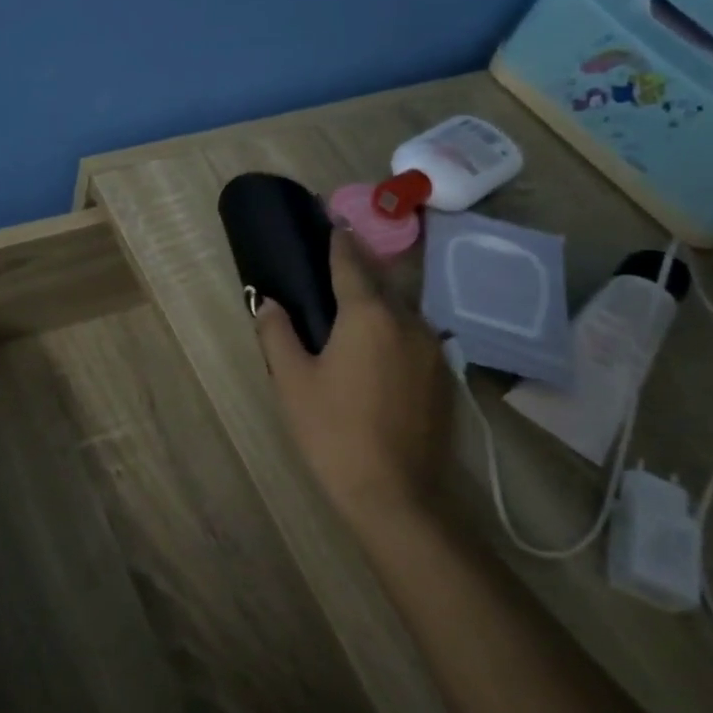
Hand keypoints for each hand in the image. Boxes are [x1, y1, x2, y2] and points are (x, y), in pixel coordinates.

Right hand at [254, 227, 451, 527]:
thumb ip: (277, 334)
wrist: (396, 493)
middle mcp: (409, 321)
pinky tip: (373, 354)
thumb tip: (269, 303)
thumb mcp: (292, 381)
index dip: (337, 239)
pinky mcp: (443, 377)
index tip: (328, 219)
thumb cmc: (333, 431)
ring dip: (376, 303)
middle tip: (331, 266)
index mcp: (369, 315)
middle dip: (357, 269)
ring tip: (349, 313)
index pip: (350, 262)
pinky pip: (413, 337)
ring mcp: (432, 349)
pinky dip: (391, 332)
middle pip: (381, 282)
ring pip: (401, 311)